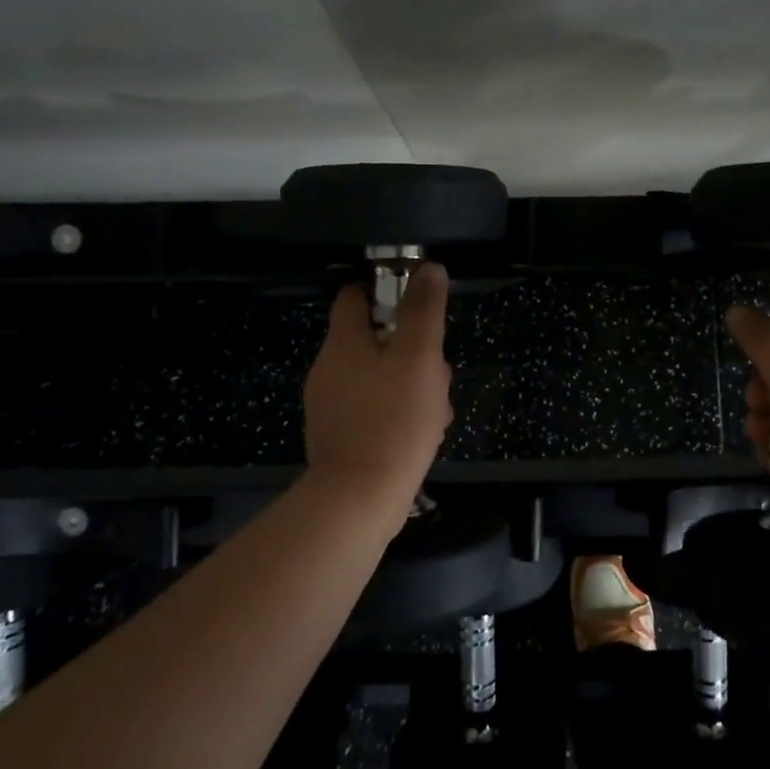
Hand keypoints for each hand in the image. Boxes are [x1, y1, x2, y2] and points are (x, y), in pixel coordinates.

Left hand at [304, 263, 453, 517]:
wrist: (358, 500)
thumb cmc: (393, 421)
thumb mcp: (419, 358)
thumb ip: (423, 311)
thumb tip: (428, 268)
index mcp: (343, 343)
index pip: (356, 295)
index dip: (388, 289)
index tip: (421, 303)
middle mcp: (329, 369)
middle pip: (375, 339)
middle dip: (413, 348)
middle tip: (440, 369)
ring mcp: (331, 405)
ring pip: (380, 376)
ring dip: (412, 382)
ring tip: (439, 408)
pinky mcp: (339, 436)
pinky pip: (374, 408)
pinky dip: (399, 411)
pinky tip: (424, 432)